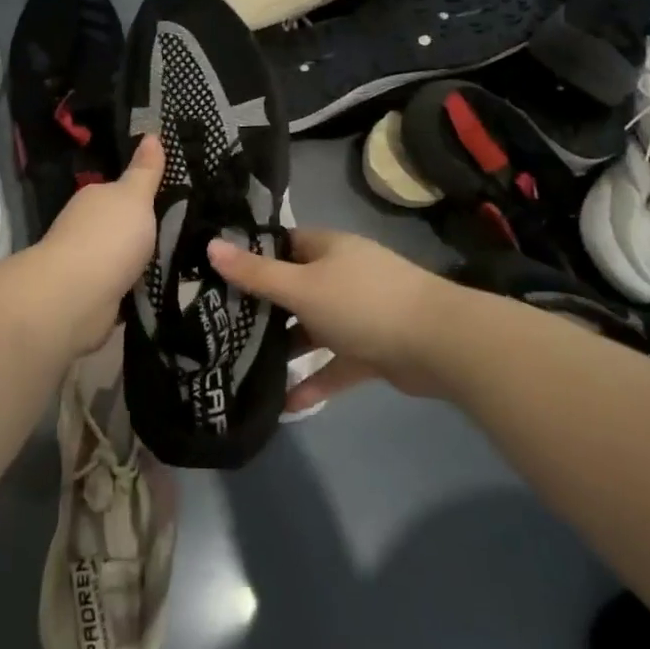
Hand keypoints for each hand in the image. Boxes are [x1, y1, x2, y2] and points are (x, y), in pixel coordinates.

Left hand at [31, 135, 164, 354]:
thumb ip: (145, 171)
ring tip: (177, 264)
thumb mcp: (135, 196)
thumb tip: (151, 134)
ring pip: (120, 258)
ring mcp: (86, 264)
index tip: (171, 201)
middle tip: (183, 233)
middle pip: (119, 226)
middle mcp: (85, 228)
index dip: (142, 195)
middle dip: (141, 231)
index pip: (119, 192)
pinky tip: (156, 291)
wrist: (77, 295)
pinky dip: (133, 289)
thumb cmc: (109, 237)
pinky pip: (120, 287)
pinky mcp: (92, 296)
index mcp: (94, 198)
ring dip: (138, 262)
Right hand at [209, 229, 452, 410]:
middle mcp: (342, 276)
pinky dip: (315, 380)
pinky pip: (335, 363)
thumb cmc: (362, 303)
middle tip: (219, 323)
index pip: (282, 244)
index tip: (216, 274)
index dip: (252, 256)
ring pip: (313, 328)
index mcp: (327, 249)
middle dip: (263, 307)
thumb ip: (256, 274)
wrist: (439, 344)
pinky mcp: (372, 349)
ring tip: (243, 363)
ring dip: (286, 347)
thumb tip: (210, 245)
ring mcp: (359, 314)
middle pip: (294, 287)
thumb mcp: (301, 287)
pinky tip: (286, 404)